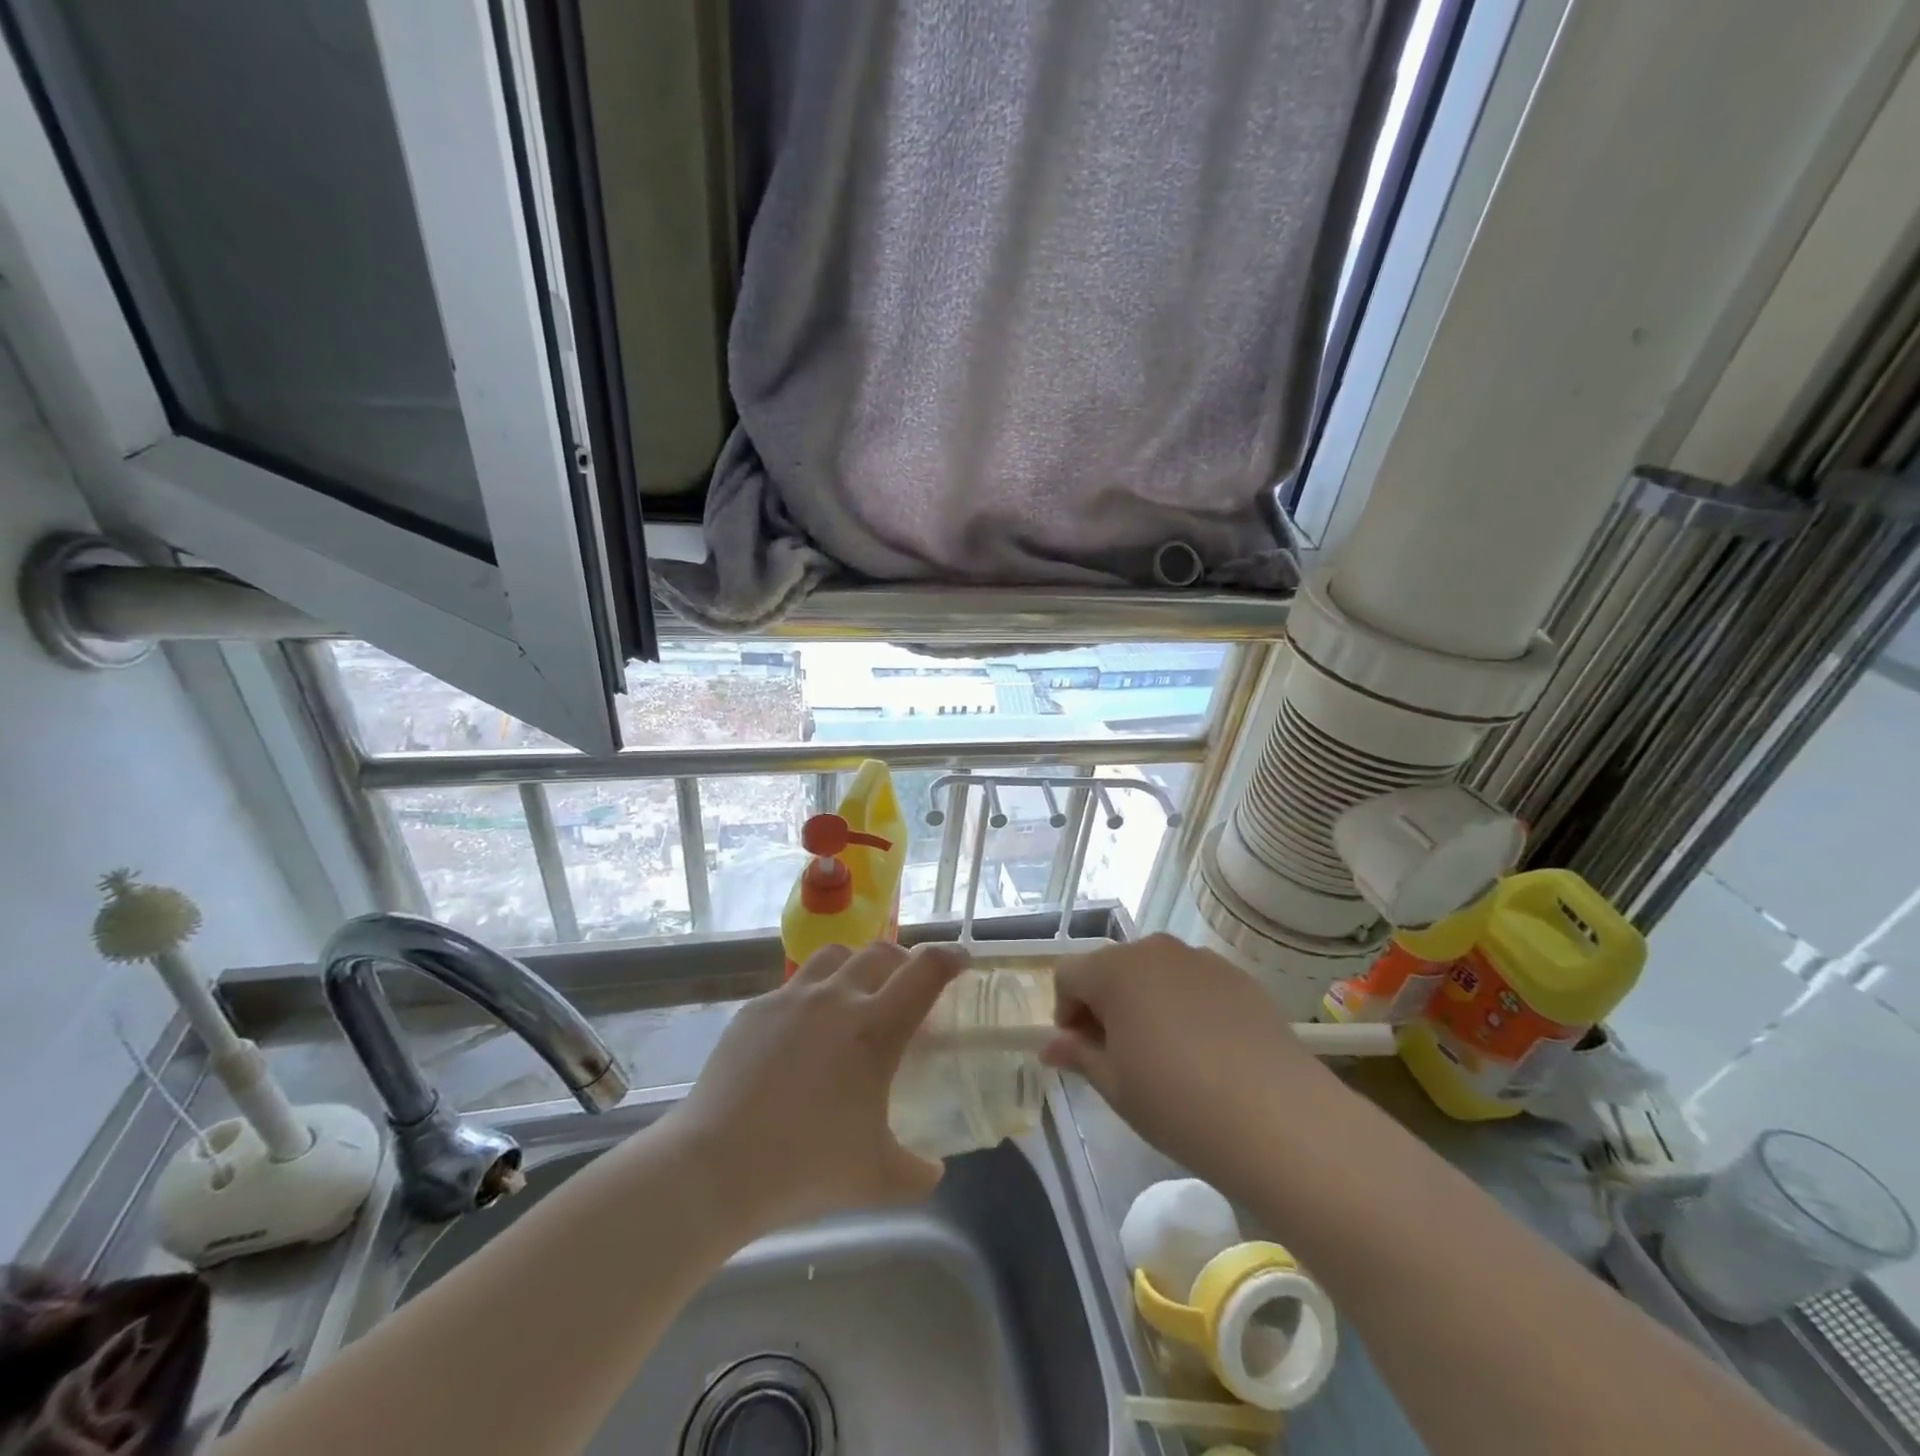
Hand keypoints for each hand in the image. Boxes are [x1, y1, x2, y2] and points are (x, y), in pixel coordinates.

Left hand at [666, 941, 964, 1233]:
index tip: (961, 961)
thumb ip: (918, 1171)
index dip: (950, 958)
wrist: (715, 1166)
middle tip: (909, 985)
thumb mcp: (877, 1179)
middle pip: (881, 952)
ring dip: (856, 965)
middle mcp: (836, 998)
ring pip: (835, 955)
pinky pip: (793, 987)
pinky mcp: (755, 1009)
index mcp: (875, 1029)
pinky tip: (803, 1033)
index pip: (925, 971)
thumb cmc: (806, 1168)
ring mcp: (791, 999)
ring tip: (856, 993)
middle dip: (904, 961)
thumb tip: (934, 1170)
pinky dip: (812, 996)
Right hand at [1041, 934, 1335, 1194]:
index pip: (1068, 975)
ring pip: (1155, 973)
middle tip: (1118, 1056)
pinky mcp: (1239, 977)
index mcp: (1114, 970)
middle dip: (1104, 1005)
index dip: (1066, 1013)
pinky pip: (1194, 983)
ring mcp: (1201, 959)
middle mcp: (1154, 950)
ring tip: (1164, 1054)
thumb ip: (1078, 1055)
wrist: (1278, 1119)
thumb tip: (1050, 1045)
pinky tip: (1205, 1051)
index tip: (1081, 1053)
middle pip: (1111, 968)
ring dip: (1145, 1002)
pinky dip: (1185, 1005)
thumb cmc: (1176, 1102)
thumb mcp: (1115, 1085)